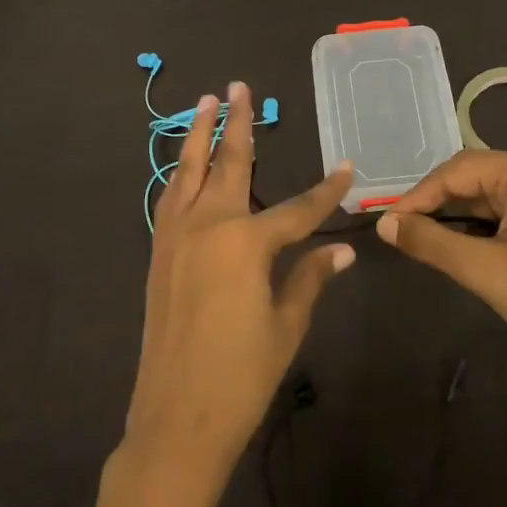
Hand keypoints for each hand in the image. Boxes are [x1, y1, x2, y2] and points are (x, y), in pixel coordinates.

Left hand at [123, 82, 355, 493]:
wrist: (175, 419)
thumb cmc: (241, 376)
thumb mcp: (286, 325)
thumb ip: (311, 278)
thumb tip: (343, 250)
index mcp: (248, 242)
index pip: (300, 208)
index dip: (328, 190)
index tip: (347, 167)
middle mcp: (209, 225)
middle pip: (231, 164)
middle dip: (240, 124)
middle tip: (241, 87)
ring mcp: (177, 236)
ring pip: (189, 171)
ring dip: (199, 134)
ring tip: (207, 102)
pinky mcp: (159, 252)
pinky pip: (170, 198)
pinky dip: (179, 174)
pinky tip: (184, 164)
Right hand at [376, 148, 506, 378]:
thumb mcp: (482, 269)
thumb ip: (428, 241)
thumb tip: (385, 224)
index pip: (456, 170)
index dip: (418, 196)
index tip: (389, 223)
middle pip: (476, 175)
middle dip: (440, 203)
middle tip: (405, 232)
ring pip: (495, 191)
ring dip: (462, 214)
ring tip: (429, 239)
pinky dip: (488, 221)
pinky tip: (469, 242)